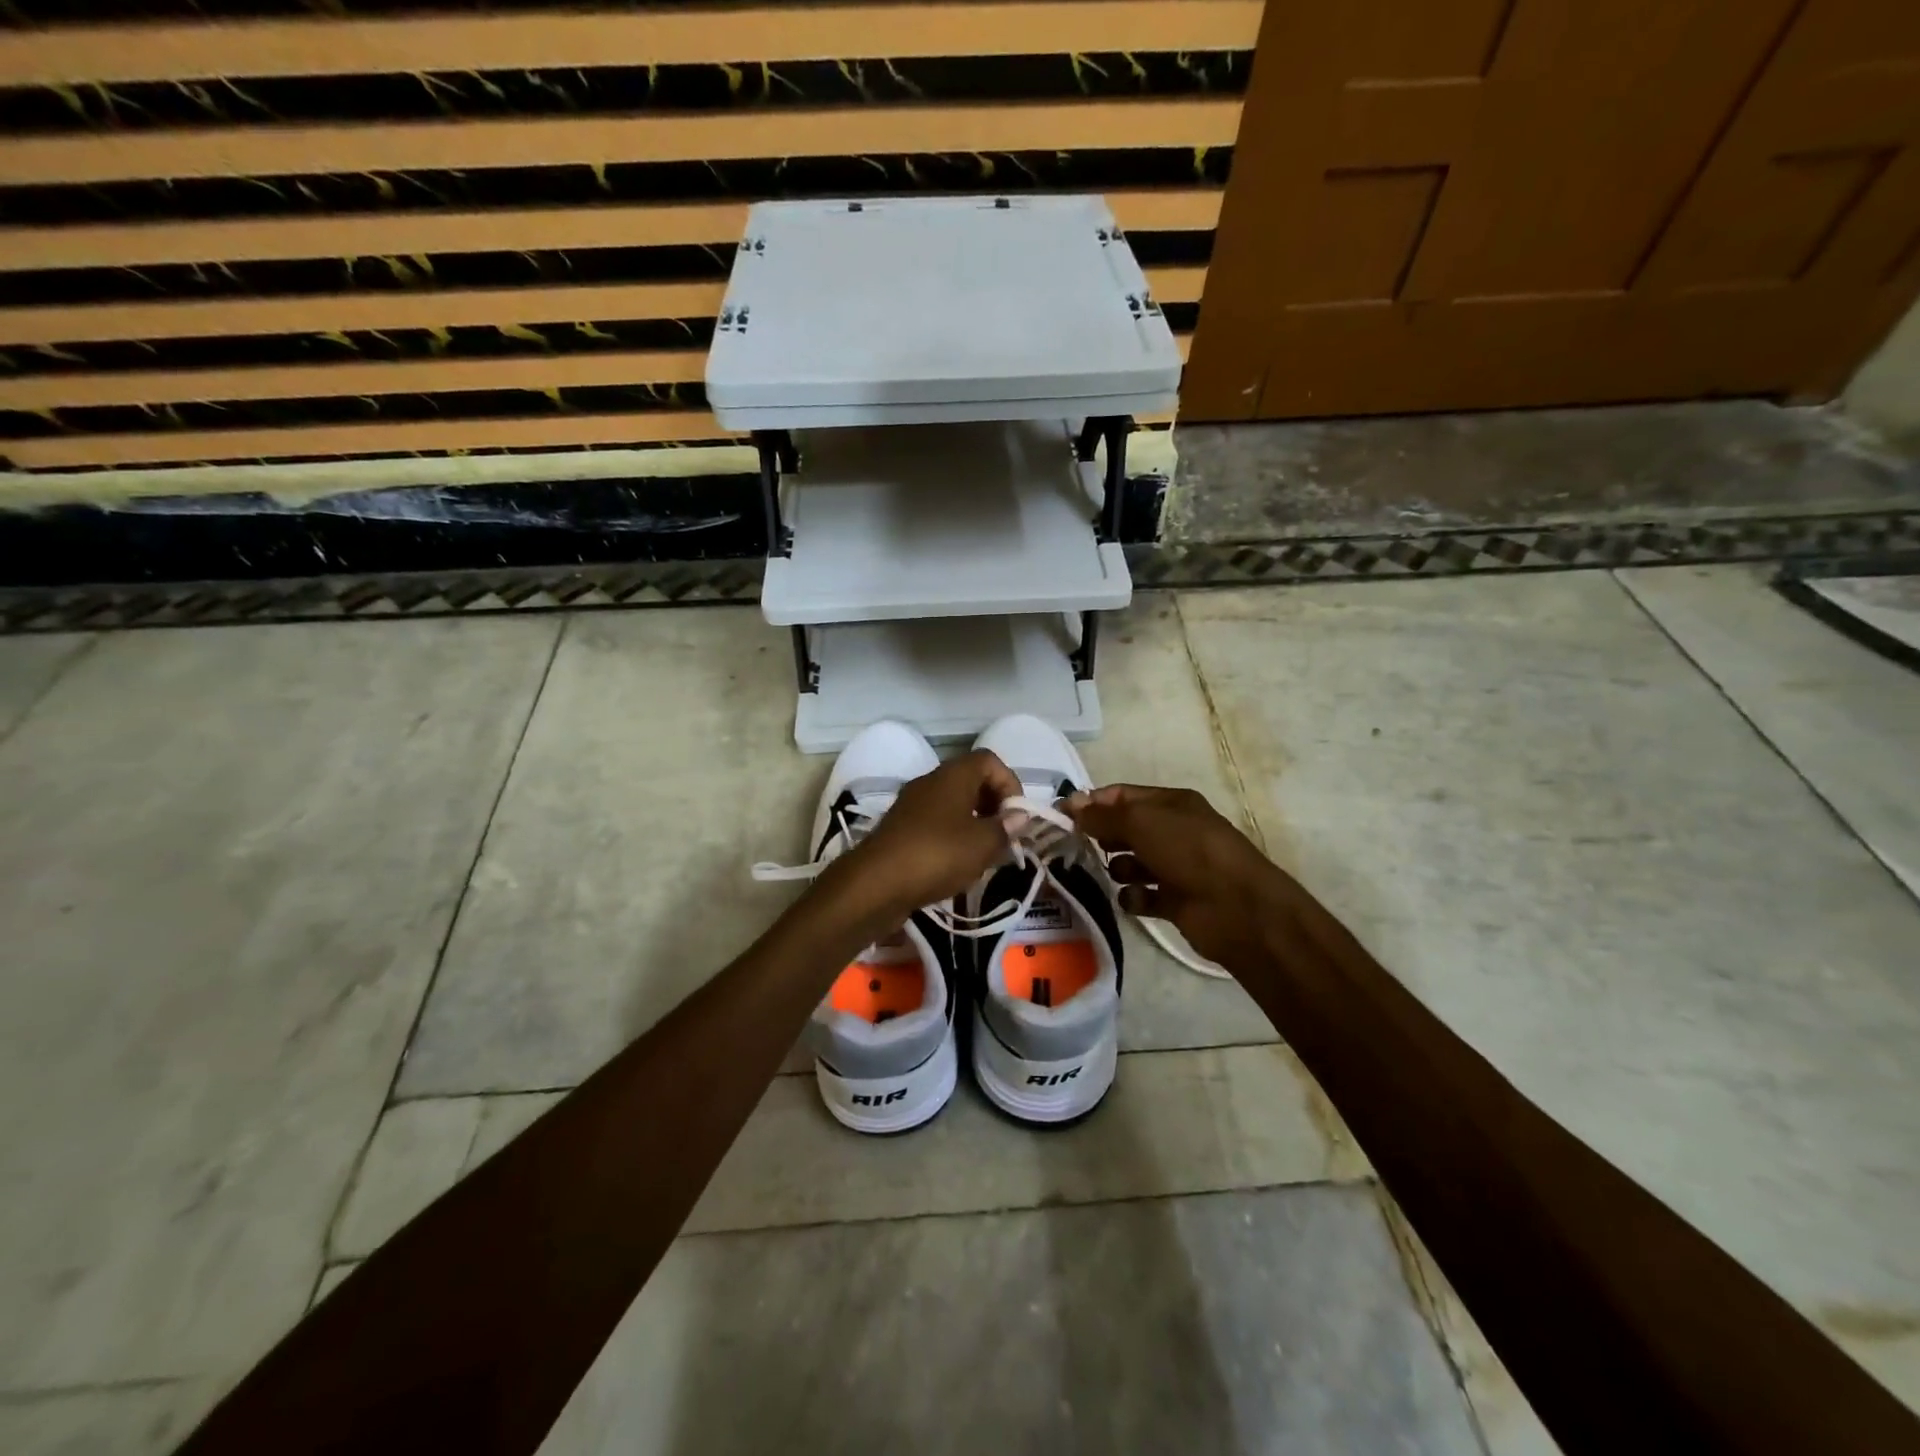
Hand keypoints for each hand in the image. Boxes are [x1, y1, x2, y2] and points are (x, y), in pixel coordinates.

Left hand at [823, 750, 1021, 921]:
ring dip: (974, 824)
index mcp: (952, 775)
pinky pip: (936, 823)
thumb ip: (1005, 828)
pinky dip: (952, 837)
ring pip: (953, 804)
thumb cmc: (936, 855)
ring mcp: (912, 805)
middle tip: (1004, 835)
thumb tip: (1019, 816)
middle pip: (971, 780)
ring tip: (985, 854)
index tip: (1016, 816)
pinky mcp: (901, 829)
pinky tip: (958, 865)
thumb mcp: (982, 844)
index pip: (989, 761)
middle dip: (993, 805)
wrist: (875, 884)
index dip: (1010, 783)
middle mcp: (930, 782)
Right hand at [1066, 784, 1295, 972]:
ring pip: (1131, 864)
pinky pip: (1142, 896)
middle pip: (1126, 829)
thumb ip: (1102, 815)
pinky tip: (1135, 899)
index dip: (1092, 803)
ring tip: (1119, 875)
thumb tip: (1069, 804)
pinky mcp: (1175, 901)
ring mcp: (1176, 867)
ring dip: (1119, 869)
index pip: (1122, 796)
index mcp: (1171, 804)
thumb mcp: (1141, 822)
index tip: (1061, 816)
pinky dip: (1135, 898)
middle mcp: (1174, 831)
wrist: (1238, 908)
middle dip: (1103, 837)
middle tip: (1077, 847)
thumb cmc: (1189, 851)